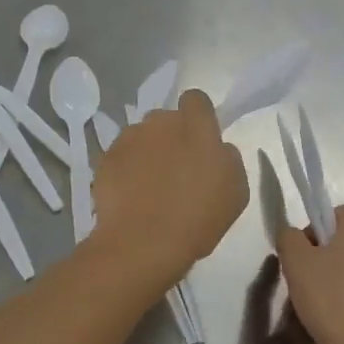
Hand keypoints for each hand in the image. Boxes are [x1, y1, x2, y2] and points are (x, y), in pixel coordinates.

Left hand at [92, 90, 248, 285]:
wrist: (142, 243)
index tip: (200, 141)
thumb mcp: (236, 191)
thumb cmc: (197, 218)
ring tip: (149, 186)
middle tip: (176, 170)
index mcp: (196, 126)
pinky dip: (126, 169)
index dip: (198, 116)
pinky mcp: (106, 158)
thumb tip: (217, 149)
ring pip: (142, 136)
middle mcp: (160, 122)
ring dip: (147, 152)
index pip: (196, 100)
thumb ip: (227, 158)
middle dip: (171, 136)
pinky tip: (130, 195)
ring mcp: (129, 138)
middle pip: (167, 119)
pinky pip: (121, 156)